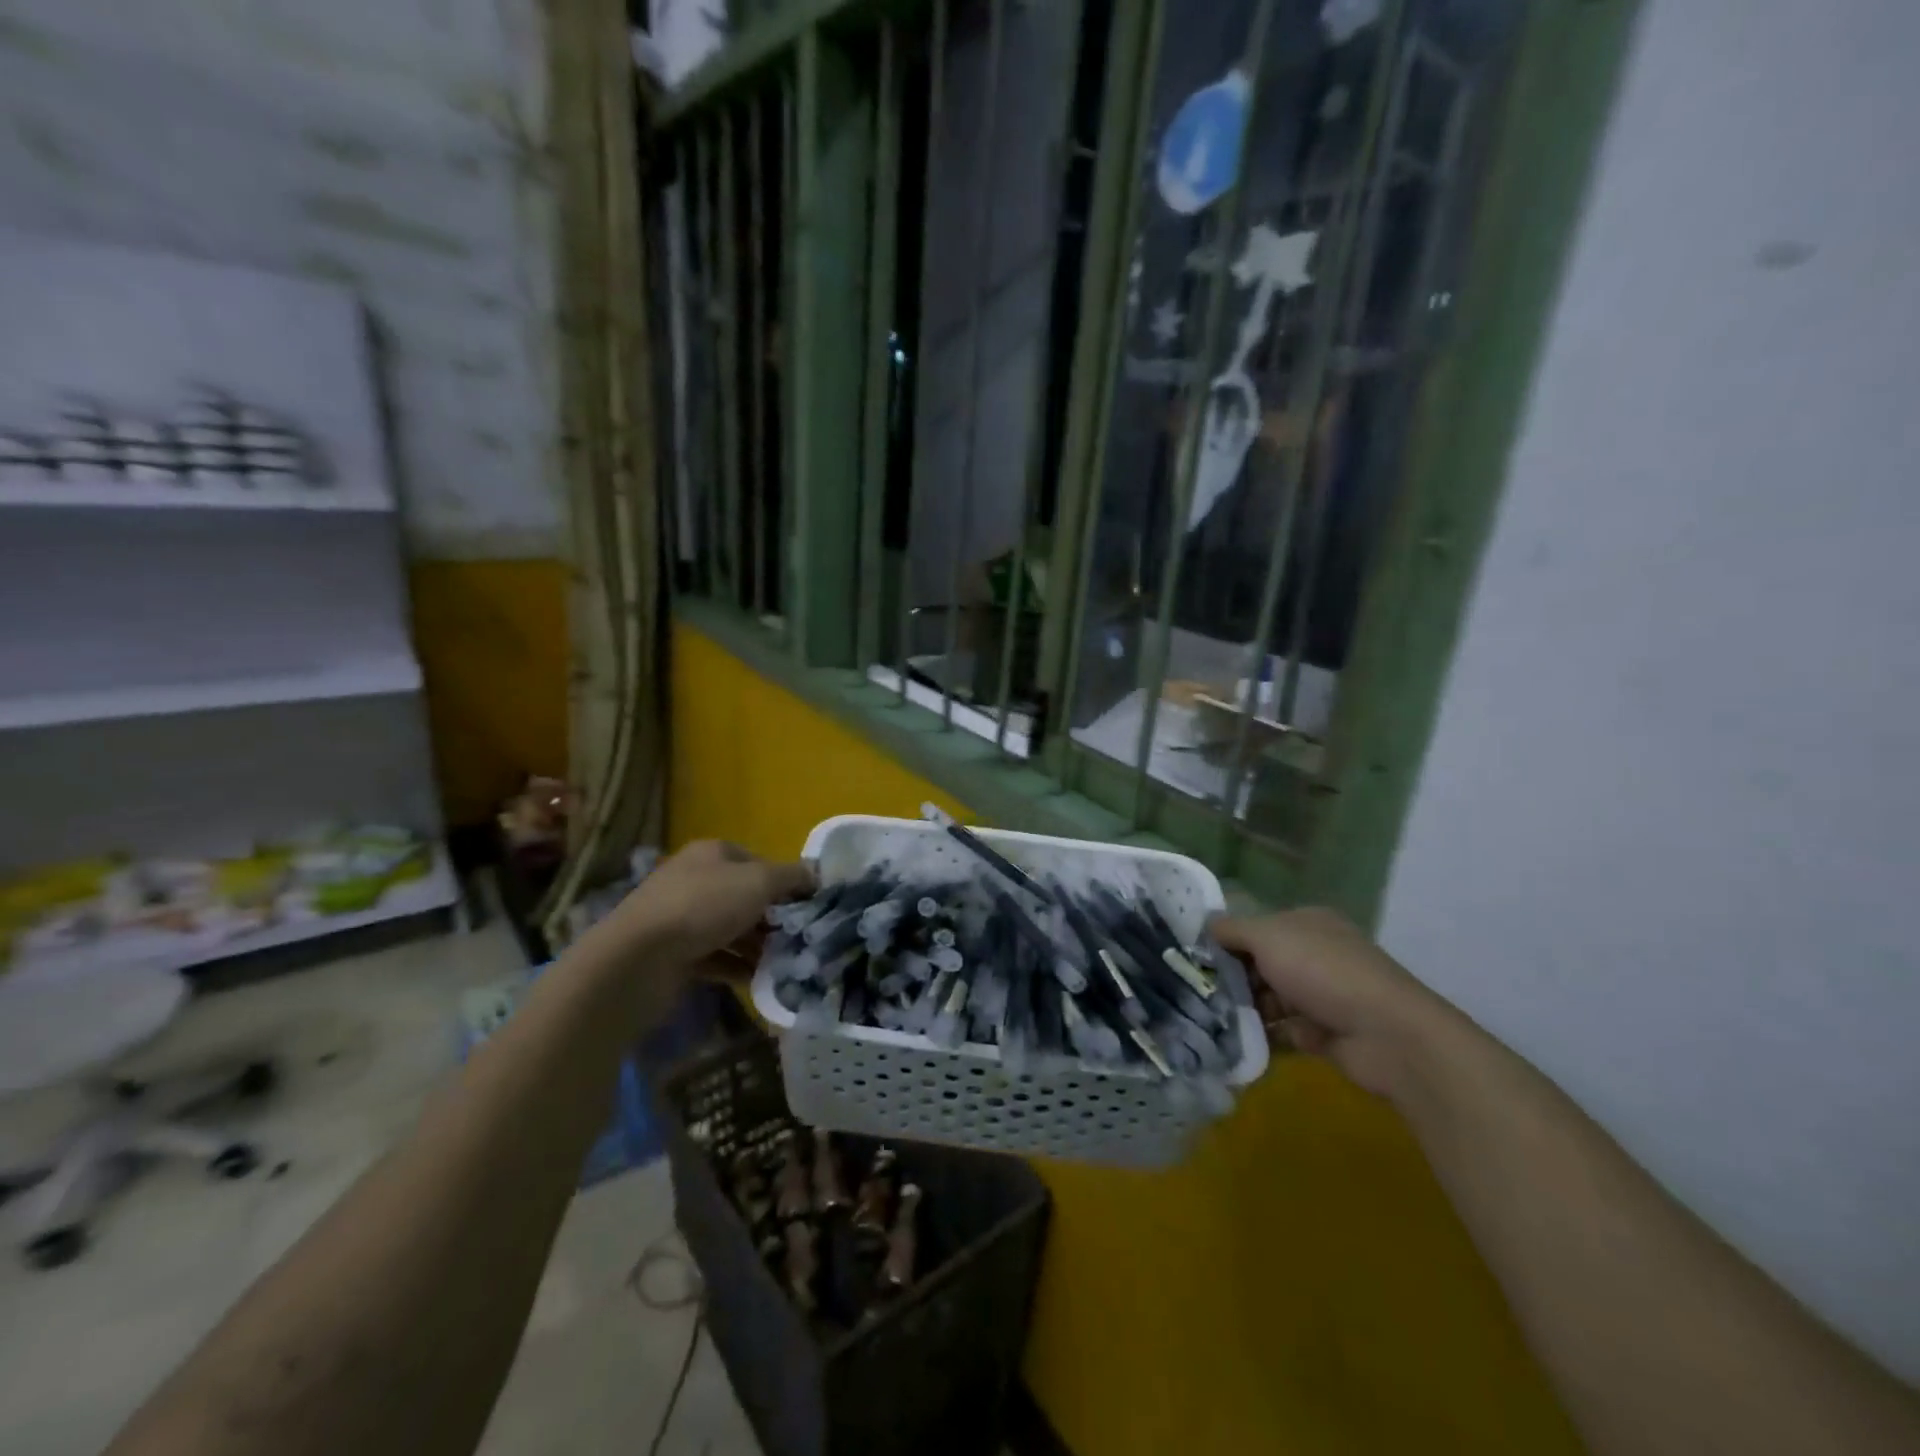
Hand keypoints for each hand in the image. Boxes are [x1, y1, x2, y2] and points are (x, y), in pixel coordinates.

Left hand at [589, 840, 813, 973]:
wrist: (638, 959)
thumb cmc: (703, 906)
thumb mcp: (759, 881)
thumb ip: (791, 876)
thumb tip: (816, 875)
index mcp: (712, 854)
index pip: (759, 862)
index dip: (785, 881)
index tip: (809, 905)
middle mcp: (696, 881)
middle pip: (745, 896)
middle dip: (774, 917)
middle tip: (802, 937)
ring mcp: (681, 919)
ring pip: (732, 929)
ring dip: (759, 945)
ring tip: (788, 961)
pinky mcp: (674, 955)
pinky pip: (716, 958)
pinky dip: (738, 967)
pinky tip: (761, 980)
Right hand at [1209, 907, 1464, 1102]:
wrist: (1388, 1035)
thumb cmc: (1323, 971)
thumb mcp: (1269, 937)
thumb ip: (1233, 930)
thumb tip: (1206, 925)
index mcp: (1306, 924)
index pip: (1257, 927)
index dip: (1227, 941)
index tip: (1195, 958)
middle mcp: (1315, 955)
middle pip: (1261, 964)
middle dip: (1232, 979)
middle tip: (1197, 994)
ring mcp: (1322, 996)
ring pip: (1270, 999)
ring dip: (1244, 1010)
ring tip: (1209, 1021)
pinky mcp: (1325, 1033)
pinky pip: (1283, 1032)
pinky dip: (1262, 1037)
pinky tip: (1234, 1042)